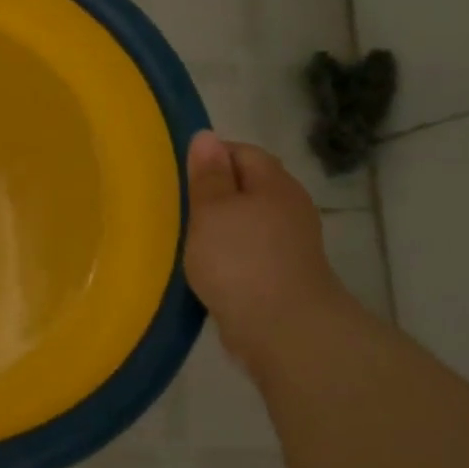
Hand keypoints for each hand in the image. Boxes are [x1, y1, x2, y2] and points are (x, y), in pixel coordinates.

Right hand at [184, 131, 346, 361]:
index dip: (210, 157)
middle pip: (248, 185)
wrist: (284, 330)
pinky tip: (207, 266)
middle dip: (214, 192)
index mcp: (274, 184)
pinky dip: (229, 253)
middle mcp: (289, 207)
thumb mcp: (211, 210)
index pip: (242, 152)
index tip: (179, 177)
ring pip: (248, 220)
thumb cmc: (240, 260)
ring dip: (220, 225)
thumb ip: (207, 175)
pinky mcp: (284, 274)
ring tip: (186, 237)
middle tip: (178, 205)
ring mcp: (290, 243)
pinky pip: (250, 250)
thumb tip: (206, 136)